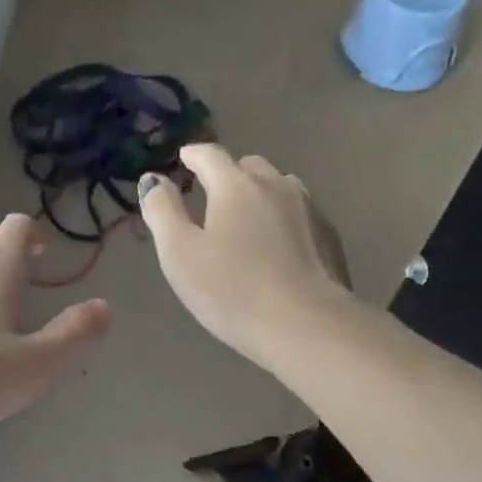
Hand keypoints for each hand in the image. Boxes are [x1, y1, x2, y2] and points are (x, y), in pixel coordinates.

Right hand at [138, 143, 354, 368]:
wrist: (305, 325)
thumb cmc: (232, 291)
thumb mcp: (180, 254)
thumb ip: (162, 212)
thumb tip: (153, 179)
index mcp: (235, 185)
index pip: (210, 155)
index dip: (192, 156)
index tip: (183, 160)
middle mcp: (275, 185)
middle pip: (249, 167)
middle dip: (228, 175)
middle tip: (213, 197)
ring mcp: (308, 208)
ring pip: (279, 187)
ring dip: (260, 194)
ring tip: (248, 219)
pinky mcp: (328, 236)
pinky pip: (300, 213)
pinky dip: (283, 218)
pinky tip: (278, 246)